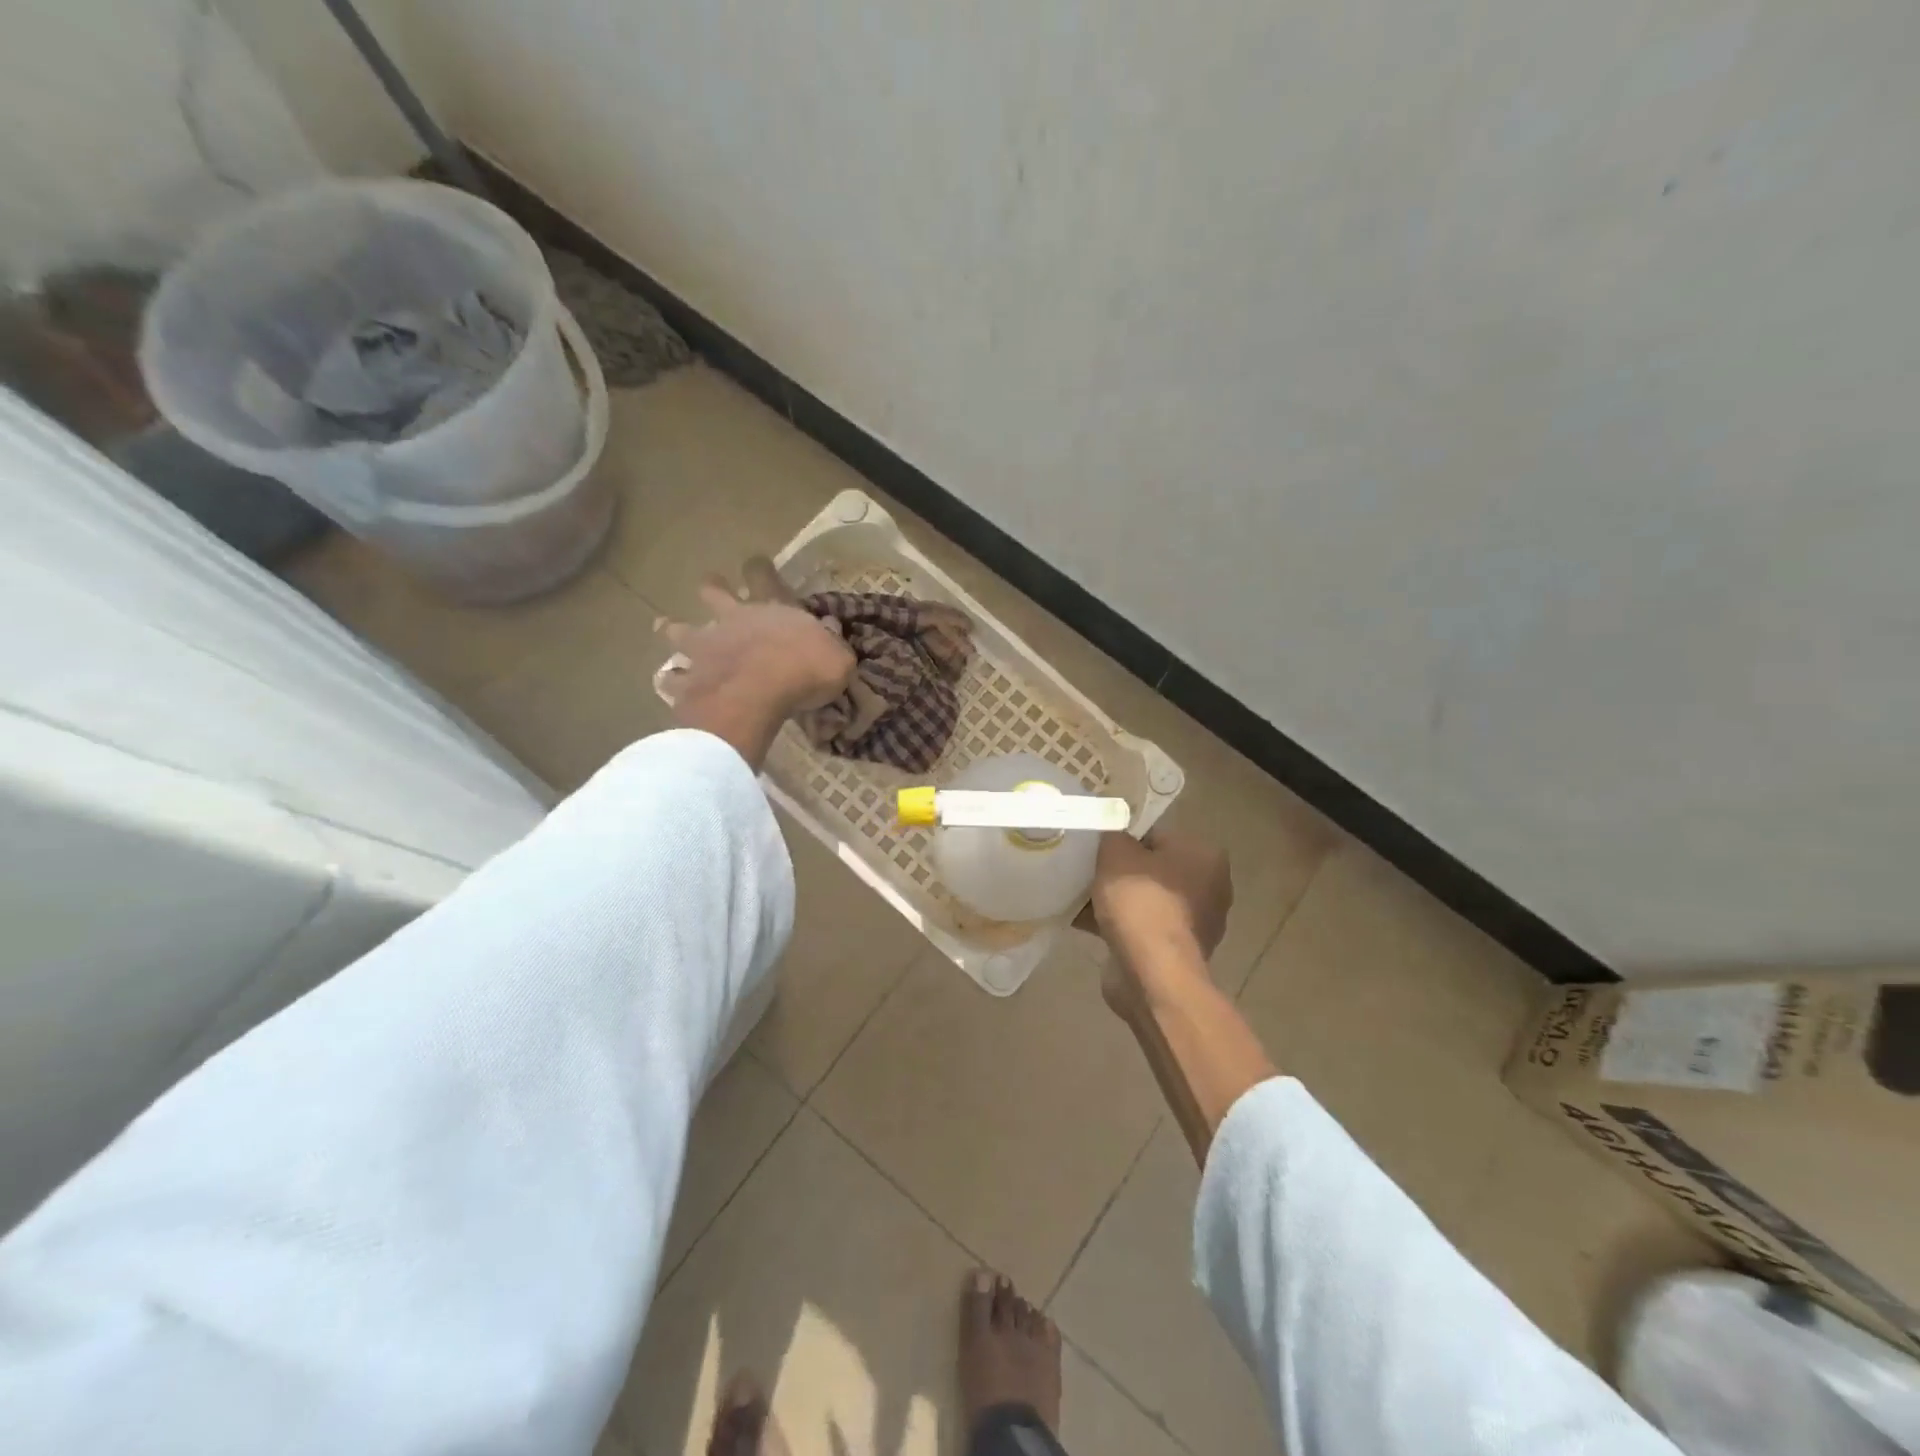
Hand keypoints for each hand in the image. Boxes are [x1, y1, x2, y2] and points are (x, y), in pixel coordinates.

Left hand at [658, 574, 854, 767]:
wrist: (757, 697)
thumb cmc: (805, 672)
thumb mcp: (838, 658)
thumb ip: (834, 645)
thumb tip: (831, 631)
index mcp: (771, 609)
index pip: (764, 576)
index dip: (760, 568)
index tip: (756, 562)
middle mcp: (734, 619)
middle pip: (714, 592)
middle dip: (712, 587)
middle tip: (709, 585)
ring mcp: (705, 647)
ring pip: (680, 630)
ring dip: (672, 628)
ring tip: (664, 626)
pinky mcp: (689, 678)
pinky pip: (672, 678)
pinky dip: (671, 680)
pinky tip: (667, 683)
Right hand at [1081, 827, 1231, 989]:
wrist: (1152, 973)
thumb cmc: (1141, 902)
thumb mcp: (1116, 852)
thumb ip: (1114, 835)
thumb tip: (1114, 838)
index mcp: (1205, 856)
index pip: (1158, 836)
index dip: (1125, 840)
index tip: (1099, 850)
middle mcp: (1210, 888)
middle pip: (1153, 870)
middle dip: (1122, 873)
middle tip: (1089, 872)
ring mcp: (1197, 924)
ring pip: (1147, 901)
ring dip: (1119, 902)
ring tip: (1082, 899)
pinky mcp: (1178, 952)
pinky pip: (1142, 929)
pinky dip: (1119, 927)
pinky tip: (1085, 924)